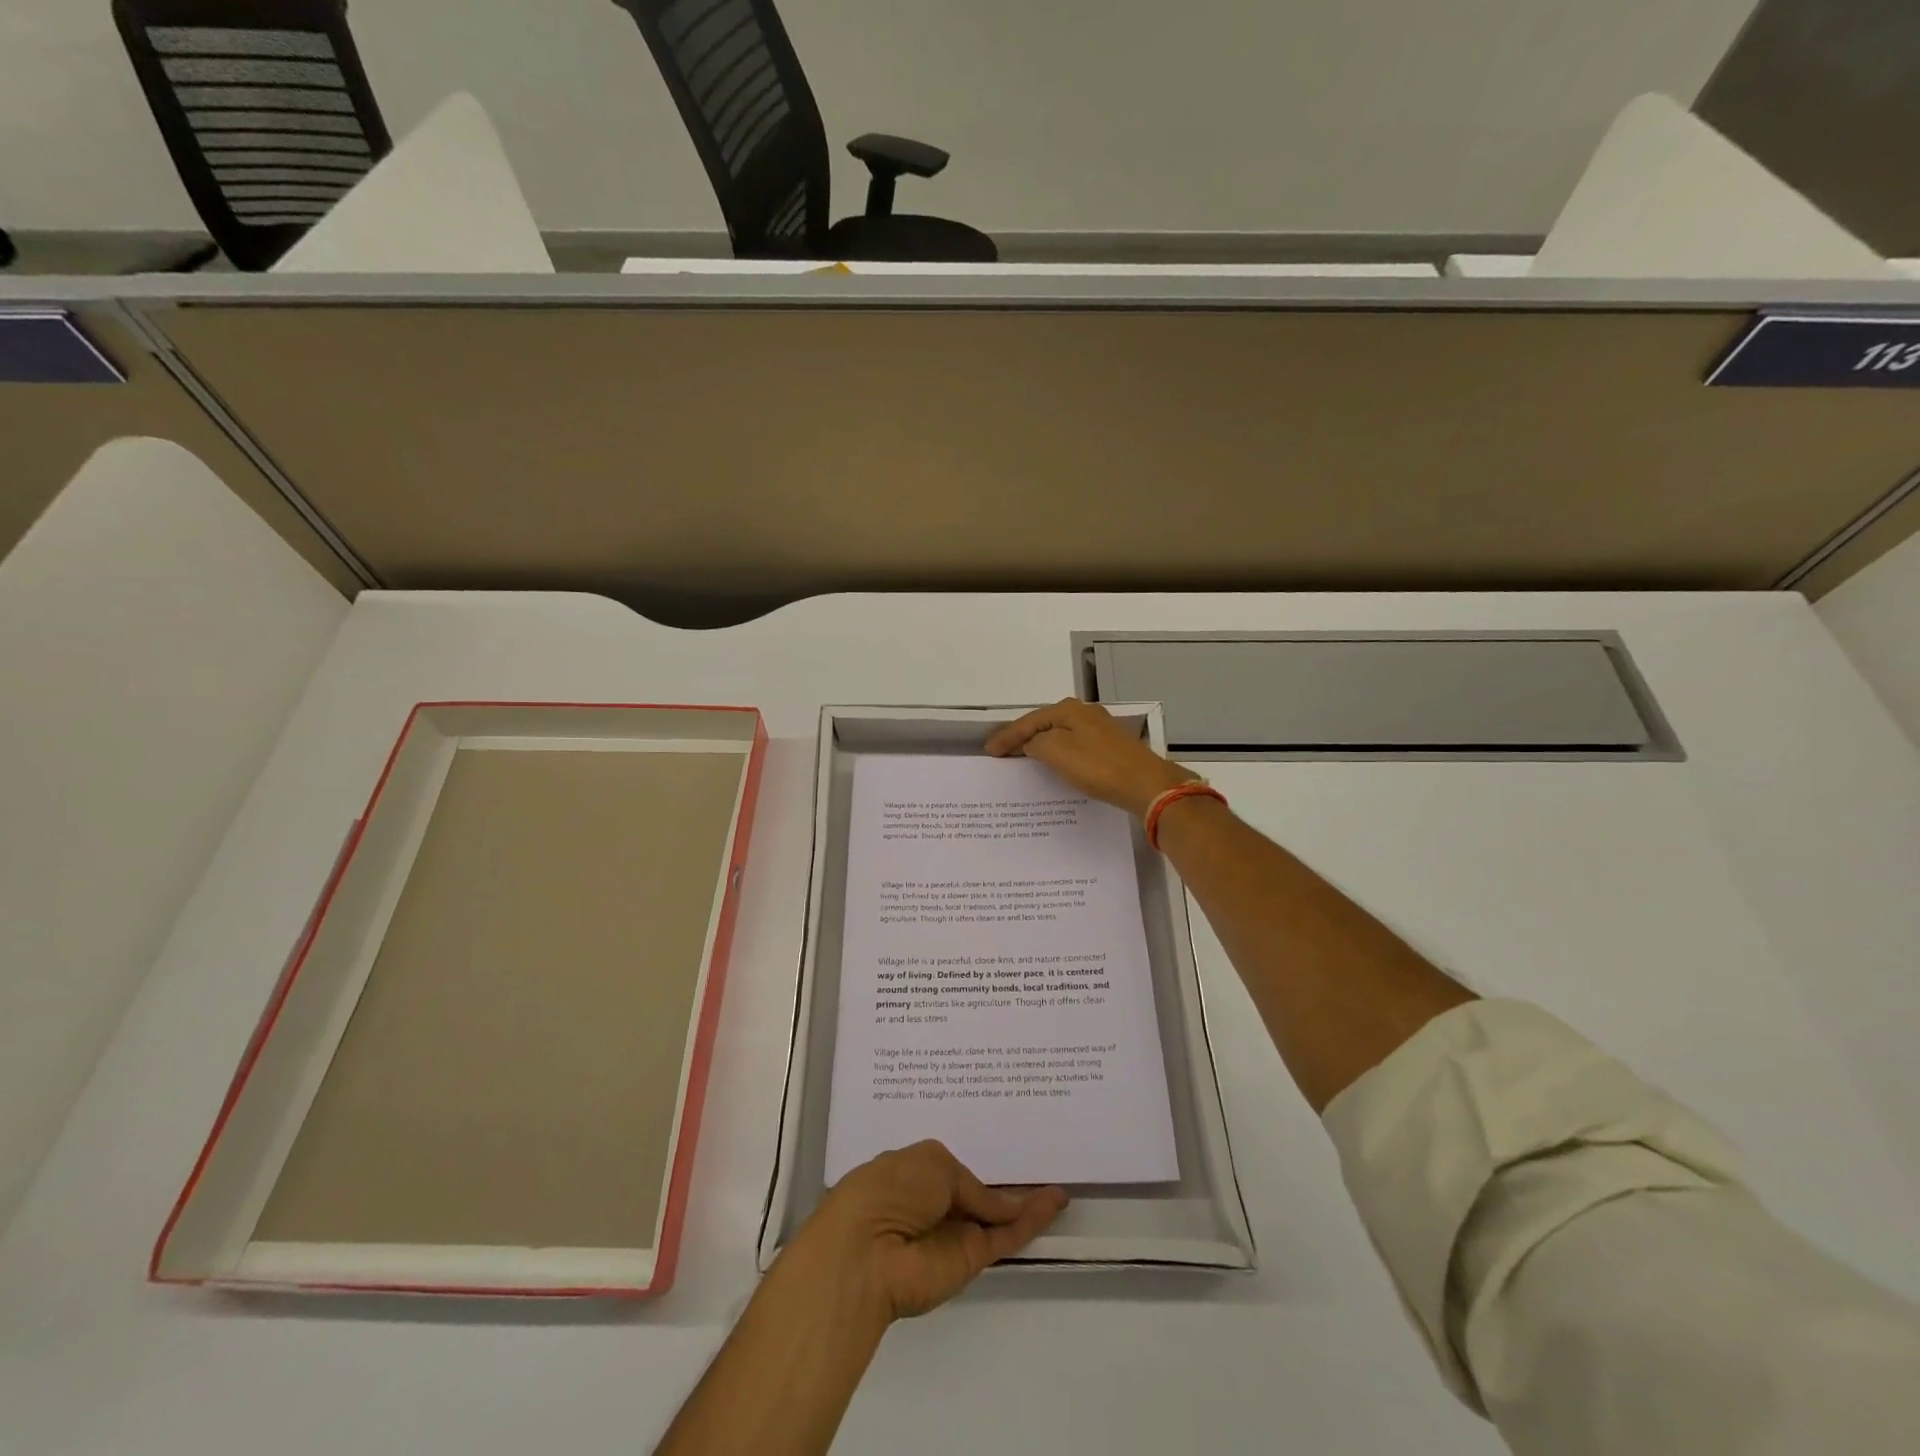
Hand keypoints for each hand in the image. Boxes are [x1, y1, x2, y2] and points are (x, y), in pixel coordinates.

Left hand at [793, 1141, 1067, 1322]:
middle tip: (1037, 1162)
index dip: (974, 1161)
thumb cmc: (890, 1189)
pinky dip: (1031, 1220)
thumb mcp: (934, 1164)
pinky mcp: (971, 1258)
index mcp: (914, 1171)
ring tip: (1057, 1184)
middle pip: (975, 1193)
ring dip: (1025, 1201)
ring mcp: (953, 1232)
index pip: (950, 1167)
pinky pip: (1006, 1235)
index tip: (1002, 1147)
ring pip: (996, 1215)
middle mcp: (934, 1203)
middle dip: (1002, 1182)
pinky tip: (1055, 1201)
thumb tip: (1000, 1204)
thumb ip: (972, 1185)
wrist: (868, 1252)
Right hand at [986, 698, 1196, 818]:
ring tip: (1022, 758)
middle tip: (1002, 752)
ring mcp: (1100, 729)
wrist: (1145, 784)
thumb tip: (1032, 743)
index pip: (1028, 721)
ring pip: (1059, 734)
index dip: (1006, 736)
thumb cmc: (1096, 766)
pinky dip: (1057, 753)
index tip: (989, 751)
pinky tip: (1054, 764)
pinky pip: (1073, 746)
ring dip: (1039, 745)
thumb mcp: (1056, 751)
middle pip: (1044, 724)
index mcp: (1068, 710)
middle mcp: (1084, 713)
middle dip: (1022, 737)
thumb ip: (1036, 743)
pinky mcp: (1110, 747)